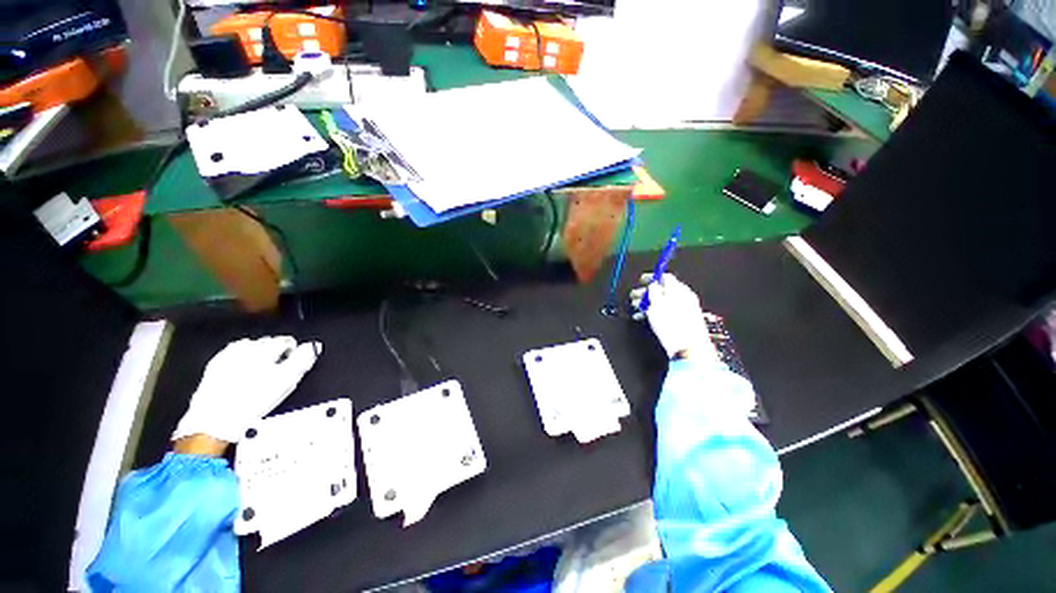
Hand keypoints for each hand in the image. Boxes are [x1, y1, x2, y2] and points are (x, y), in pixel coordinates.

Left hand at [173, 336, 321, 443]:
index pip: (286, 341)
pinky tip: (243, 369)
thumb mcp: (287, 382)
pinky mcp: (214, 365)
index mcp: (266, 349)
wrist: (215, 421)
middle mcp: (246, 348)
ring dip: (258, 353)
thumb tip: (314, 346)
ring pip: (249, 346)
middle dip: (275, 350)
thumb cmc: (253, 403)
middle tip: (280, 366)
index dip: (294, 350)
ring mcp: (227, 356)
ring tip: (263, 368)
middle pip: (267, 342)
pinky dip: (240, 358)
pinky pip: (231, 354)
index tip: (296, 359)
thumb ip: (303, 360)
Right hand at [630, 273, 717, 360]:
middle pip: (663, 289)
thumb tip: (652, 284)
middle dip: (646, 292)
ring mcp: (685, 308)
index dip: (651, 277)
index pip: (665, 277)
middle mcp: (684, 296)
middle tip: (635, 296)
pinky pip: (667, 310)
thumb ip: (653, 291)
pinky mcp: (683, 319)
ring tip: (637, 308)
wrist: (688, 347)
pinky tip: (645, 317)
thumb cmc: (674, 327)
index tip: (642, 281)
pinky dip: (655, 311)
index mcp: (679, 289)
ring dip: (648, 303)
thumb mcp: (656, 305)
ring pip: (663, 301)